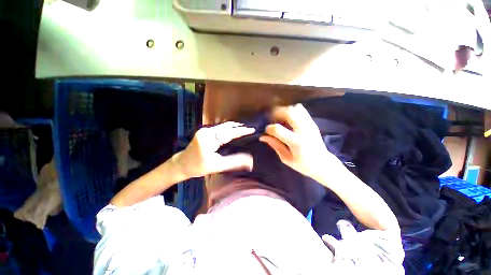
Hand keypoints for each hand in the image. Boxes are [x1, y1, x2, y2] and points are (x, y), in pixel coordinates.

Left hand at [173, 121, 254, 177]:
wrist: (181, 164)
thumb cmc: (199, 167)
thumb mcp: (218, 166)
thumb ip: (234, 162)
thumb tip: (250, 160)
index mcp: (209, 140)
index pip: (229, 133)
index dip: (241, 131)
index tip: (252, 129)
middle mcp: (206, 131)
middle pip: (226, 126)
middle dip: (239, 127)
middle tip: (250, 128)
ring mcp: (204, 130)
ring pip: (223, 126)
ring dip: (234, 126)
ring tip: (245, 128)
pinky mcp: (204, 131)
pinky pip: (220, 127)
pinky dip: (228, 128)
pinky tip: (234, 130)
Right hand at [259, 104, 339, 181]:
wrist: (323, 164)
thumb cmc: (303, 165)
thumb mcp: (286, 159)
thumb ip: (275, 145)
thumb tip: (262, 137)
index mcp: (296, 142)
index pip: (277, 129)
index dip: (269, 128)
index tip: (267, 132)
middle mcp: (304, 131)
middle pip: (288, 112)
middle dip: (276, 113)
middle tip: (271, 119)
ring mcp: (310, 125)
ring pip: (295, 109)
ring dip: (284, 111)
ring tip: (279, 118)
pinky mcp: (312, 123)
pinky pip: (301, 110)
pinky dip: (292, 111)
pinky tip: (288, 118)